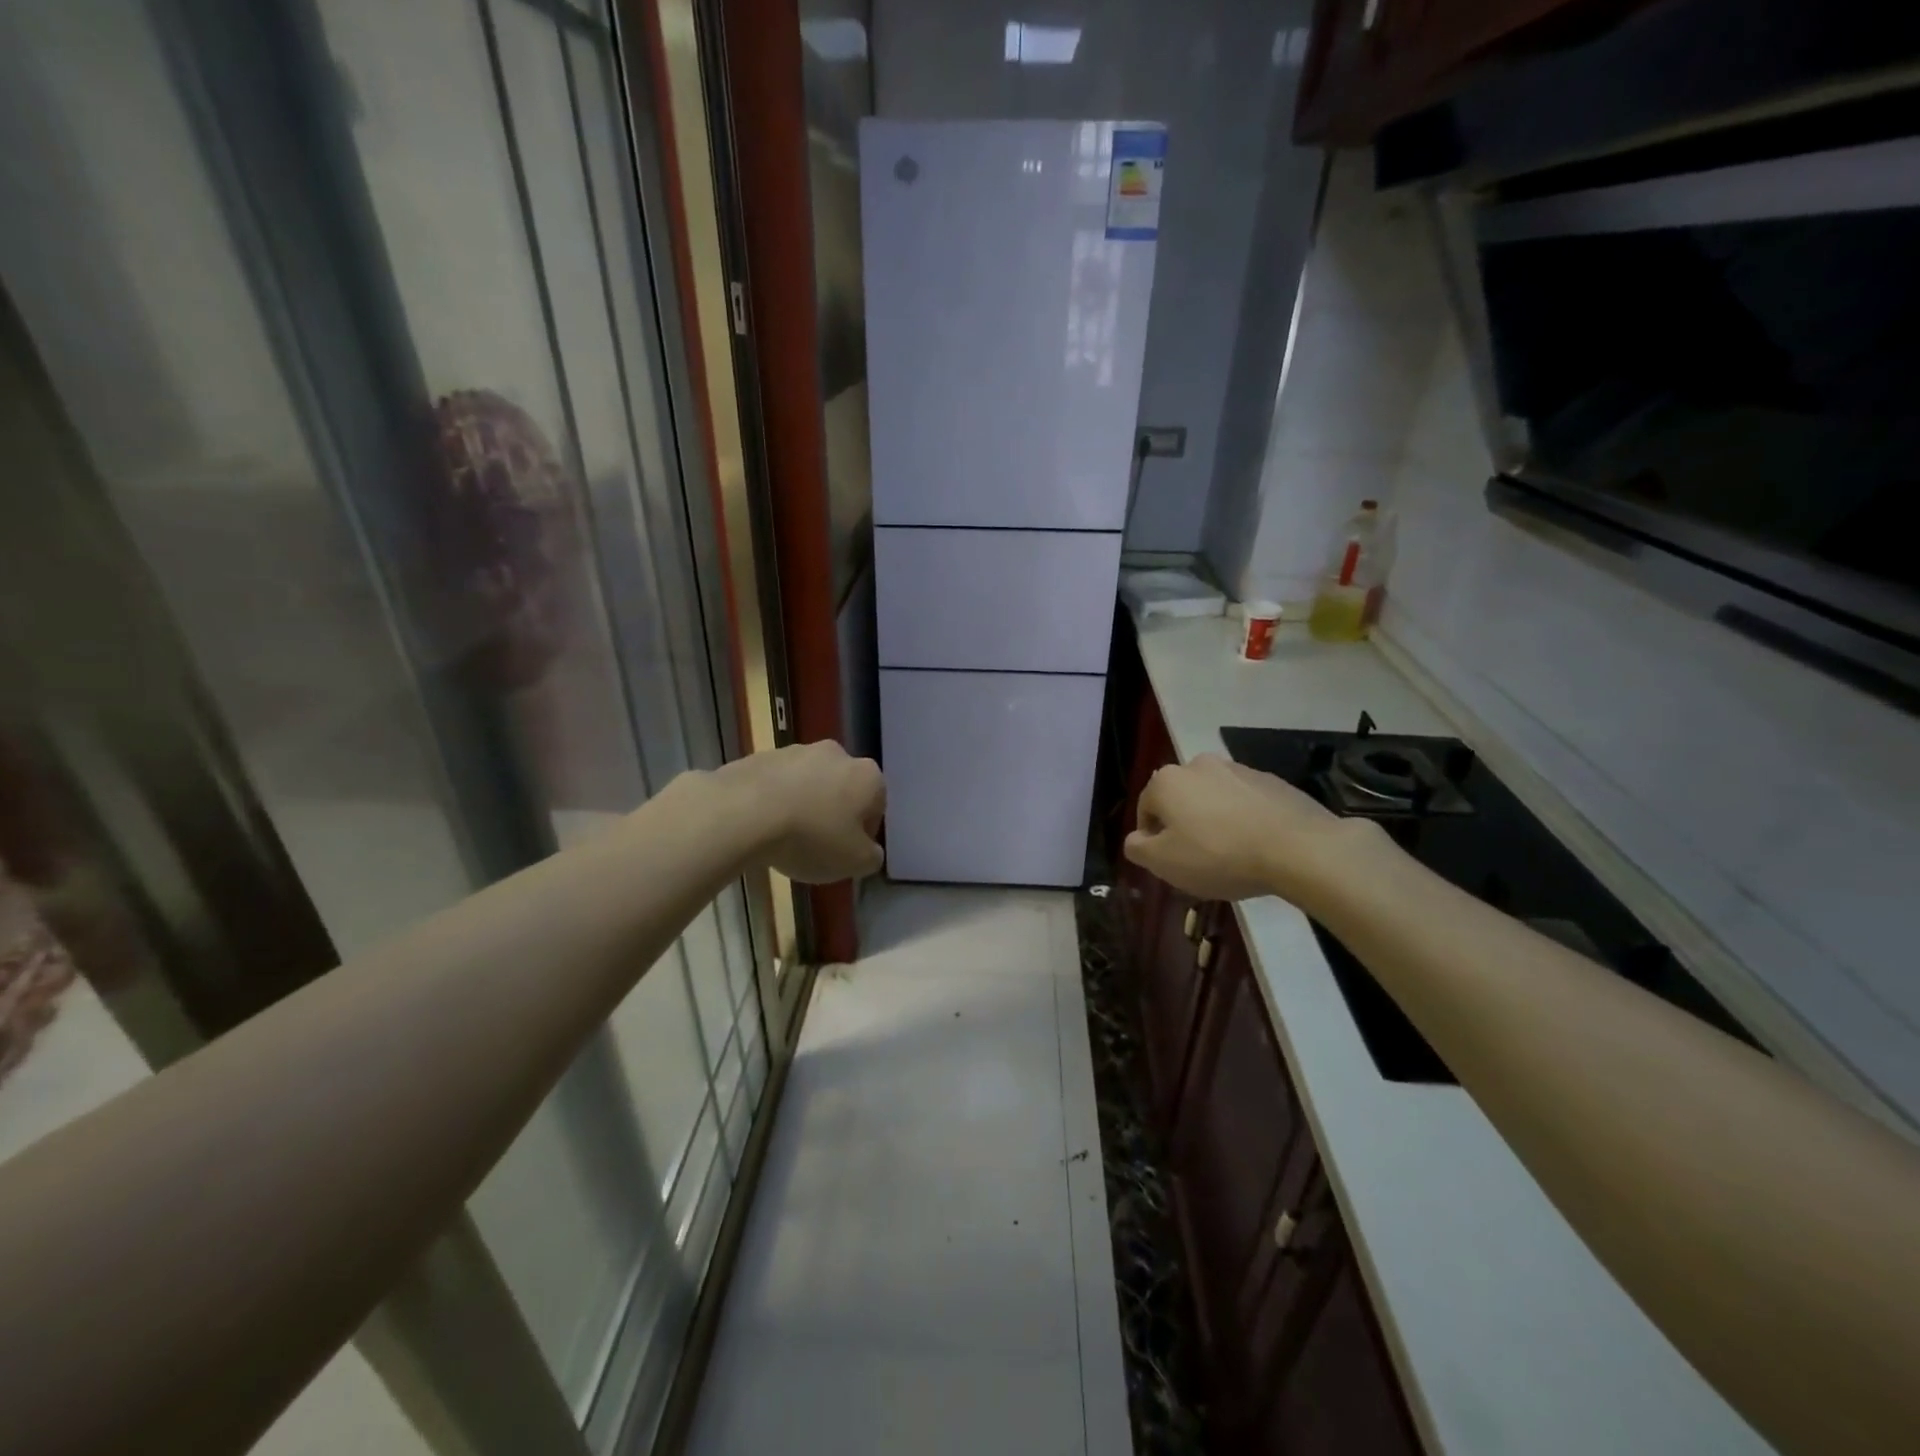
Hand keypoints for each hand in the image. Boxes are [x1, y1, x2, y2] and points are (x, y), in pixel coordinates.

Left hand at [721, 741, 884, 883]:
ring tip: (783, 838)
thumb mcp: (855, 862)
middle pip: (841, 789)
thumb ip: (871, 857)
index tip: (845, 854)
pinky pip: (775, 783)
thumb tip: (869, 852)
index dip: (862, 834)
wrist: (743, 812)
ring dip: (803, 805)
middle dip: (832, 813)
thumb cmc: (811, 837)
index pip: (876, 806)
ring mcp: (795, 751)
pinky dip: (773, 801)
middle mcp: (836, 754)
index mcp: (867, 776)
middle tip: (816, 845)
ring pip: (808, 783)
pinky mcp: (760, 756)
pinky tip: (760, 826)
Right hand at [1124, 753, 1369, 903]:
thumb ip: (1138, 848)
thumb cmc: (1219, 855)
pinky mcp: (1271, 780)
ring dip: (1213, 820)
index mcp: (1167, 781)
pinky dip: (1243, 819)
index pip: (1145, 809)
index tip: (1168, 863)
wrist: (1297, 848)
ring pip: (1213, 799)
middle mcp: (1198, 764)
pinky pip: (1245, 802)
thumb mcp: (1164, 863)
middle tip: (1197, 859)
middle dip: (1183, 825)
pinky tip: (1256, 846)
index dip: (1152, 839)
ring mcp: (1238, 769)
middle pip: (1180, 800)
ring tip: (1230, 854)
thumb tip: (1136, 839)